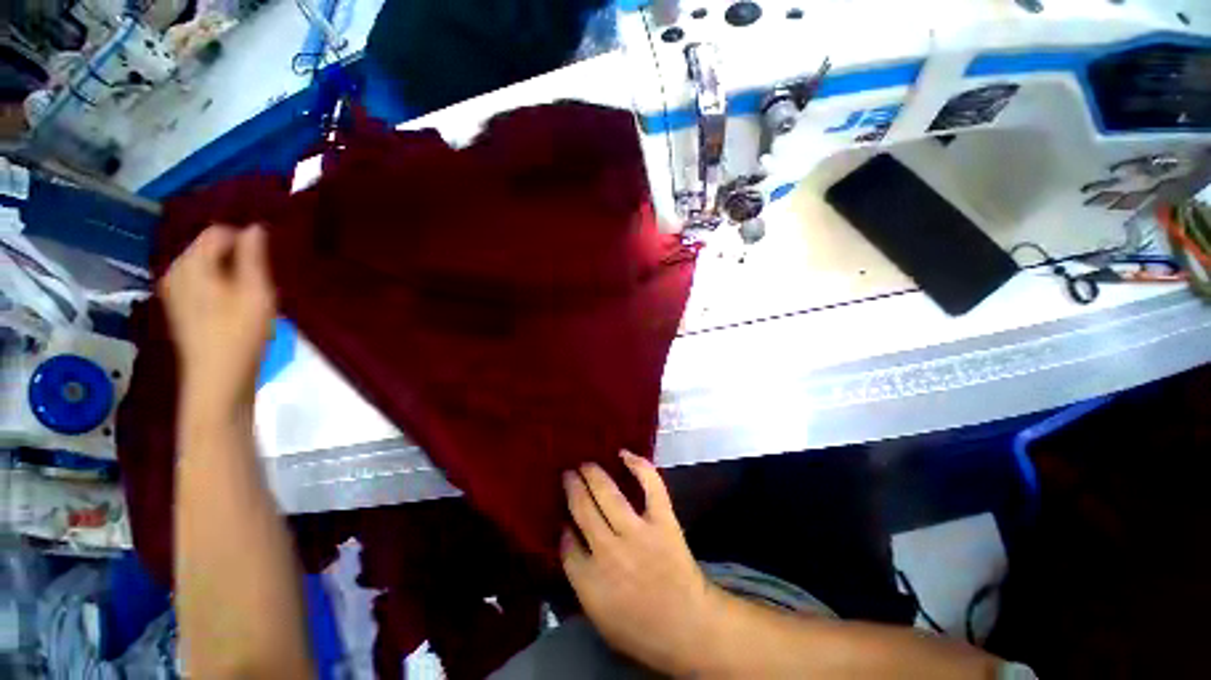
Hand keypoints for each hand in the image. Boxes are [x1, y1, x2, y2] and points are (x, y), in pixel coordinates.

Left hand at [161, 225, 275, 413]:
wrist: (217, 378)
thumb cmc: (240, 335)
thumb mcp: (256, 293)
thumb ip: (253, 257)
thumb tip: (255, 227)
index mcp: (191, 265)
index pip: (217, 232)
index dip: (245, 241)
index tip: (268, 260)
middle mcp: (176, 271)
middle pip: (209, 247)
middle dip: (237, 256)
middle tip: (262, 279)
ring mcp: (174, 290)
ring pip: (206, 264)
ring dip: (230, 270)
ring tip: (251, 292)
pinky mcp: (179, 305)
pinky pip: (200, 279)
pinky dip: (220, 282)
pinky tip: (235, 302)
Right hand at [561, 451, 720, 675]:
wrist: (689, 628)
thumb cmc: (641, 629)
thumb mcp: (599, 617)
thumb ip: (580, 579)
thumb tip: (568, 541)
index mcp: (590, 580)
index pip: (566, 544)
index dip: (563, 526)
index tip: (562, 515)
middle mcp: (609, 551)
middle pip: (583, 510)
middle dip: (573, 488)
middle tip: (567, 473)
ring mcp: (638, 532)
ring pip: (608, 494)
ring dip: (594, 474)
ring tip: (585, 463)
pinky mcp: (663, 520)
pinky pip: (650, 486)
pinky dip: (639, 466)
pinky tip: (624, 454)